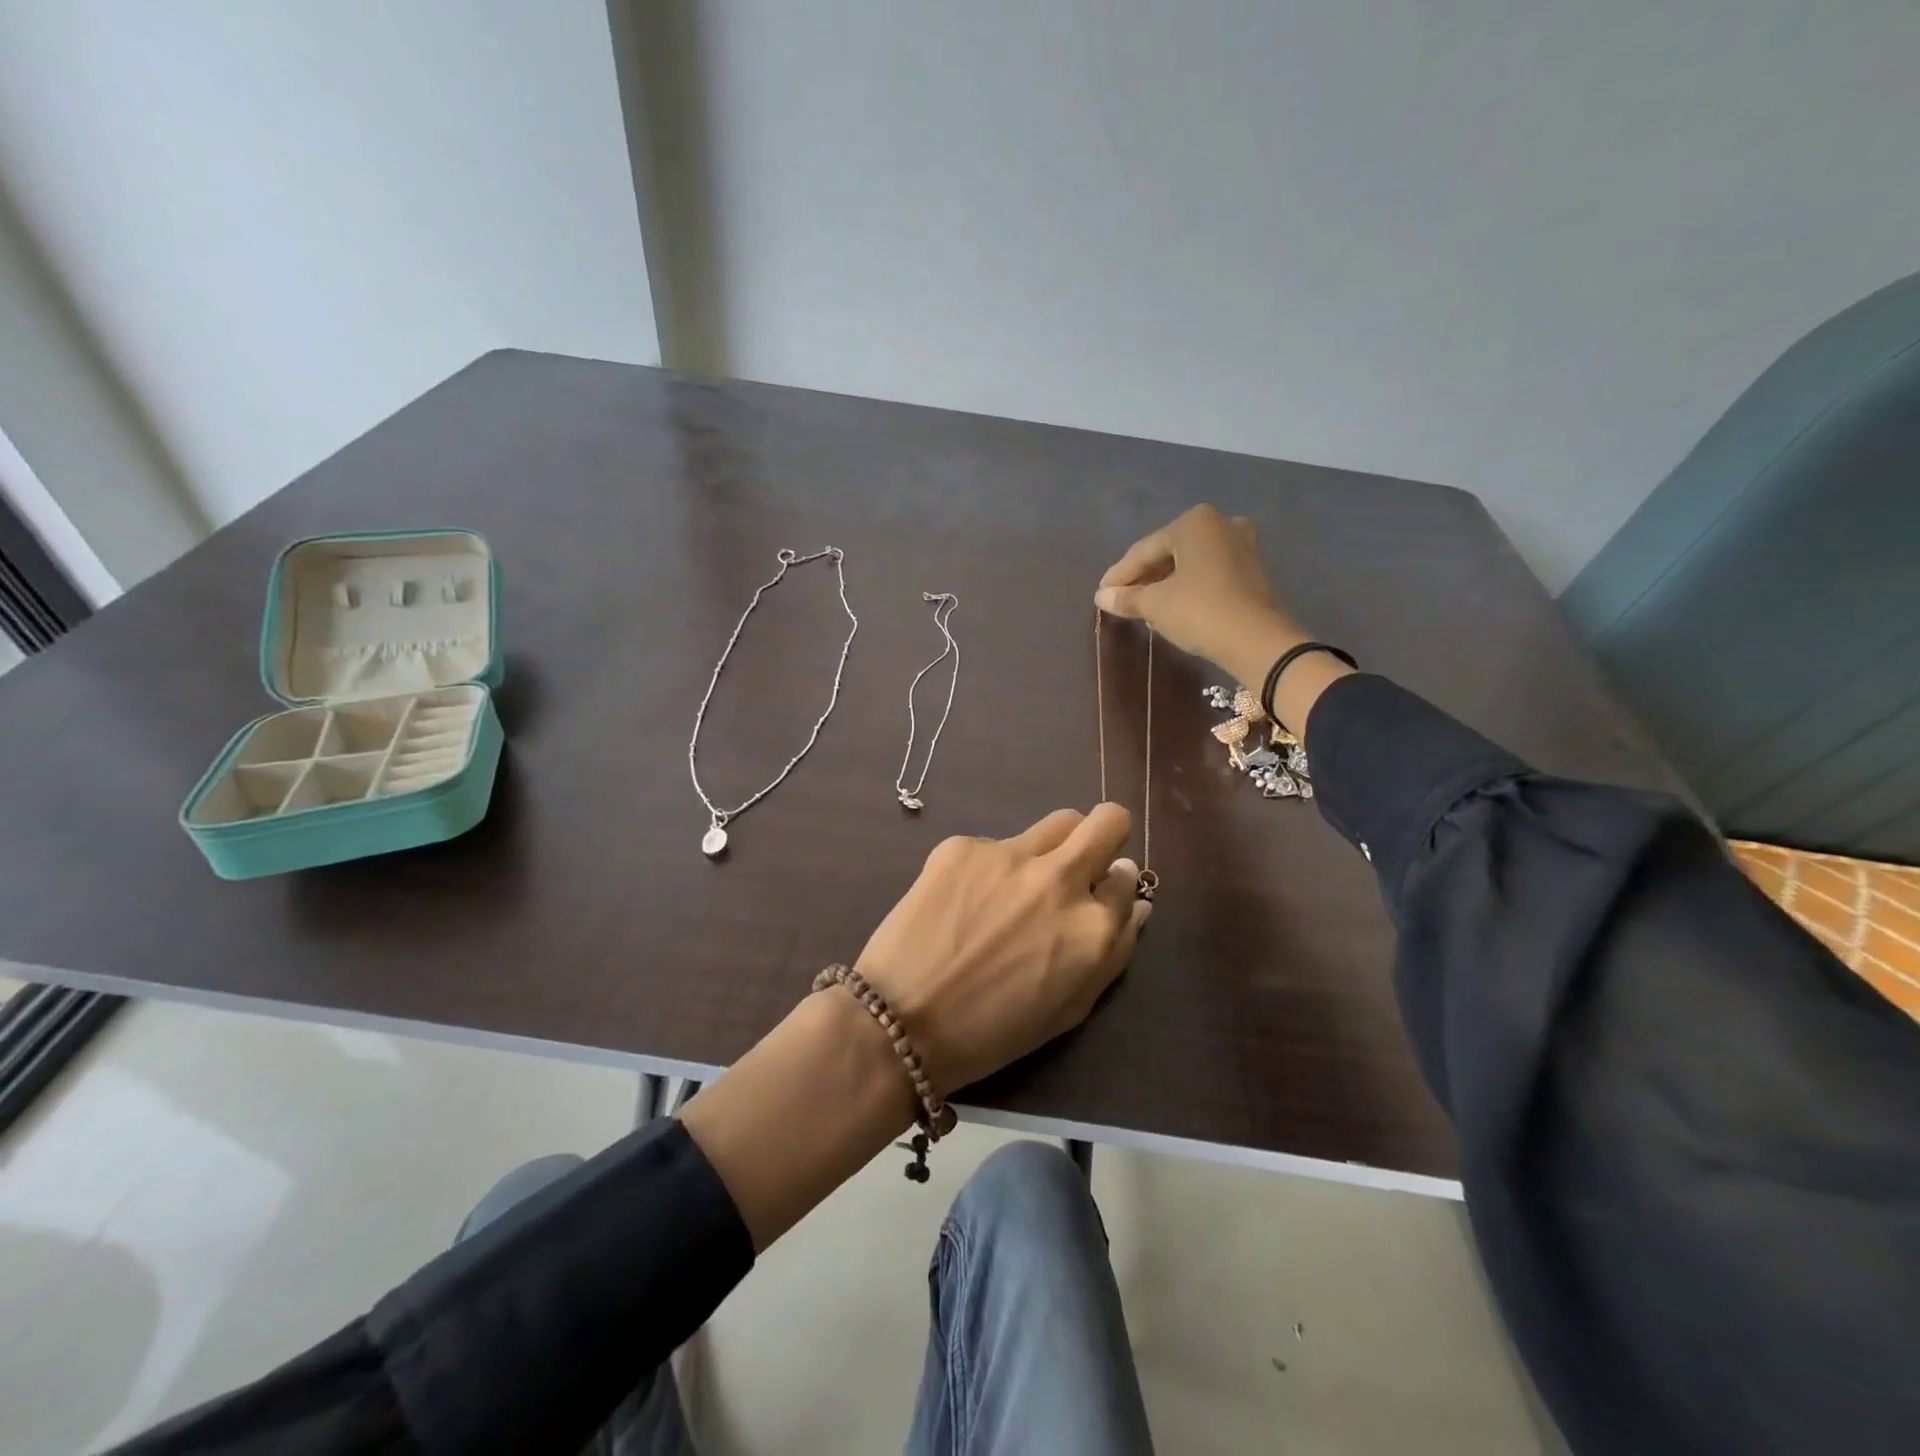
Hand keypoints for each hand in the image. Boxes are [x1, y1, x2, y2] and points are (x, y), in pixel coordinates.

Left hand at [855, 804, 1150, 1095]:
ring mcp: (1010, 855)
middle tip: (1082, 861)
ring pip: (1058, 822)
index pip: (1128, 880)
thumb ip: (1112, 951)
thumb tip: (1135, 904)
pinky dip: (993, 867)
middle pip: (1108, 821)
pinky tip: (965, 900)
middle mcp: (1060, 879)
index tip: (1098, 897)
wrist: (900, 1021)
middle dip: (1107, 835)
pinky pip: (996, 844)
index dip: (1115, 888)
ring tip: (1023, 881)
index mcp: (1093, 927)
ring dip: (1055, 845)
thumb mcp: (1071, 1006)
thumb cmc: (992, 1031)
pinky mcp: (964, 846)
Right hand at [1095, 503, 1304, 688]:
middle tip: (1120, 599)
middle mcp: (1220, 524)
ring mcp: (1241, 545)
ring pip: (1189, 563)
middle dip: (1143, 577)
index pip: (1144, 550)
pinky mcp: (1252, 569)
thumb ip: (1127, 597)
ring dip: (1164, 583)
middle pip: (1168, 553)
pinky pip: (1208, 573)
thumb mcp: (1156, 605)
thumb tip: (1102, 596)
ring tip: (1142, 606)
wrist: (1257, 641)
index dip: (1120, 574)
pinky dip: (1187, 586)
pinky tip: (1171, 606)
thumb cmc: (1200, 612)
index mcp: (1194, 523)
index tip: (1101, 593)